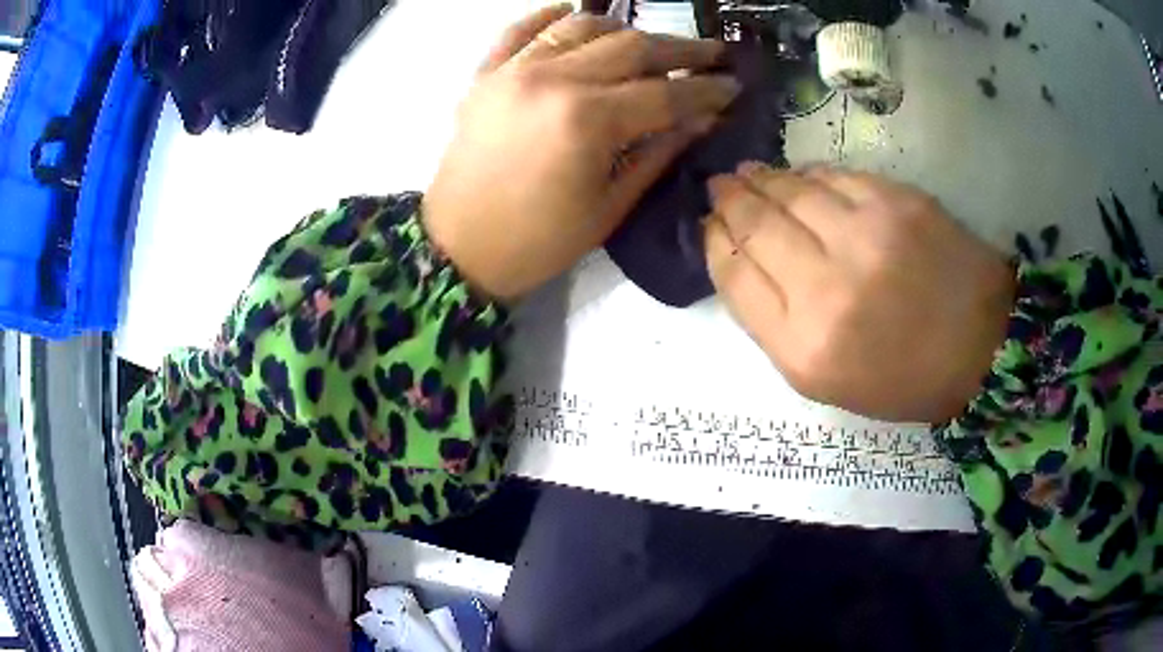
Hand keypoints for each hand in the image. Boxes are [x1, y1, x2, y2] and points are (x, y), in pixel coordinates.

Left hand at [424, 5, 739, 300]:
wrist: (458, 249)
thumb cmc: (538, 242)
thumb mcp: (610, 207)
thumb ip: (658, 153)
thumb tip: (702, 119)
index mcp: (587, 121)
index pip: (664, 92)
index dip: (705, 88)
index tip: (734, 84)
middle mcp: (552, 80)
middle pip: (630, 47)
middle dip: (680, 48)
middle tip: (712, 52)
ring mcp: (513, 71)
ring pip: (581, 26)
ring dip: (623, 28)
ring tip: (649, 42)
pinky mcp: (486, 74)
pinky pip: (520, 29)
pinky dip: (551, 17)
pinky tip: (574, 15)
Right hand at [705, 163, 1016, 422]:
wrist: (981, 347)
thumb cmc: (902, 377)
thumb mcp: (825, 379)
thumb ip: (775, 322)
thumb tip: (740, 257)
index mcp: (805, 348)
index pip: (735, 277)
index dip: (714, 243)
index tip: (708, 225)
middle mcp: (828, 289)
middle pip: (756, 226)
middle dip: (729, 201)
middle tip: (719, 186)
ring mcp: (865, 237)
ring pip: (790, 191)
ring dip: (761, 178)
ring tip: (748, 173)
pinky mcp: (896, 202)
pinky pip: (833, 176)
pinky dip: (807, 174)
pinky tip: (798, 176)